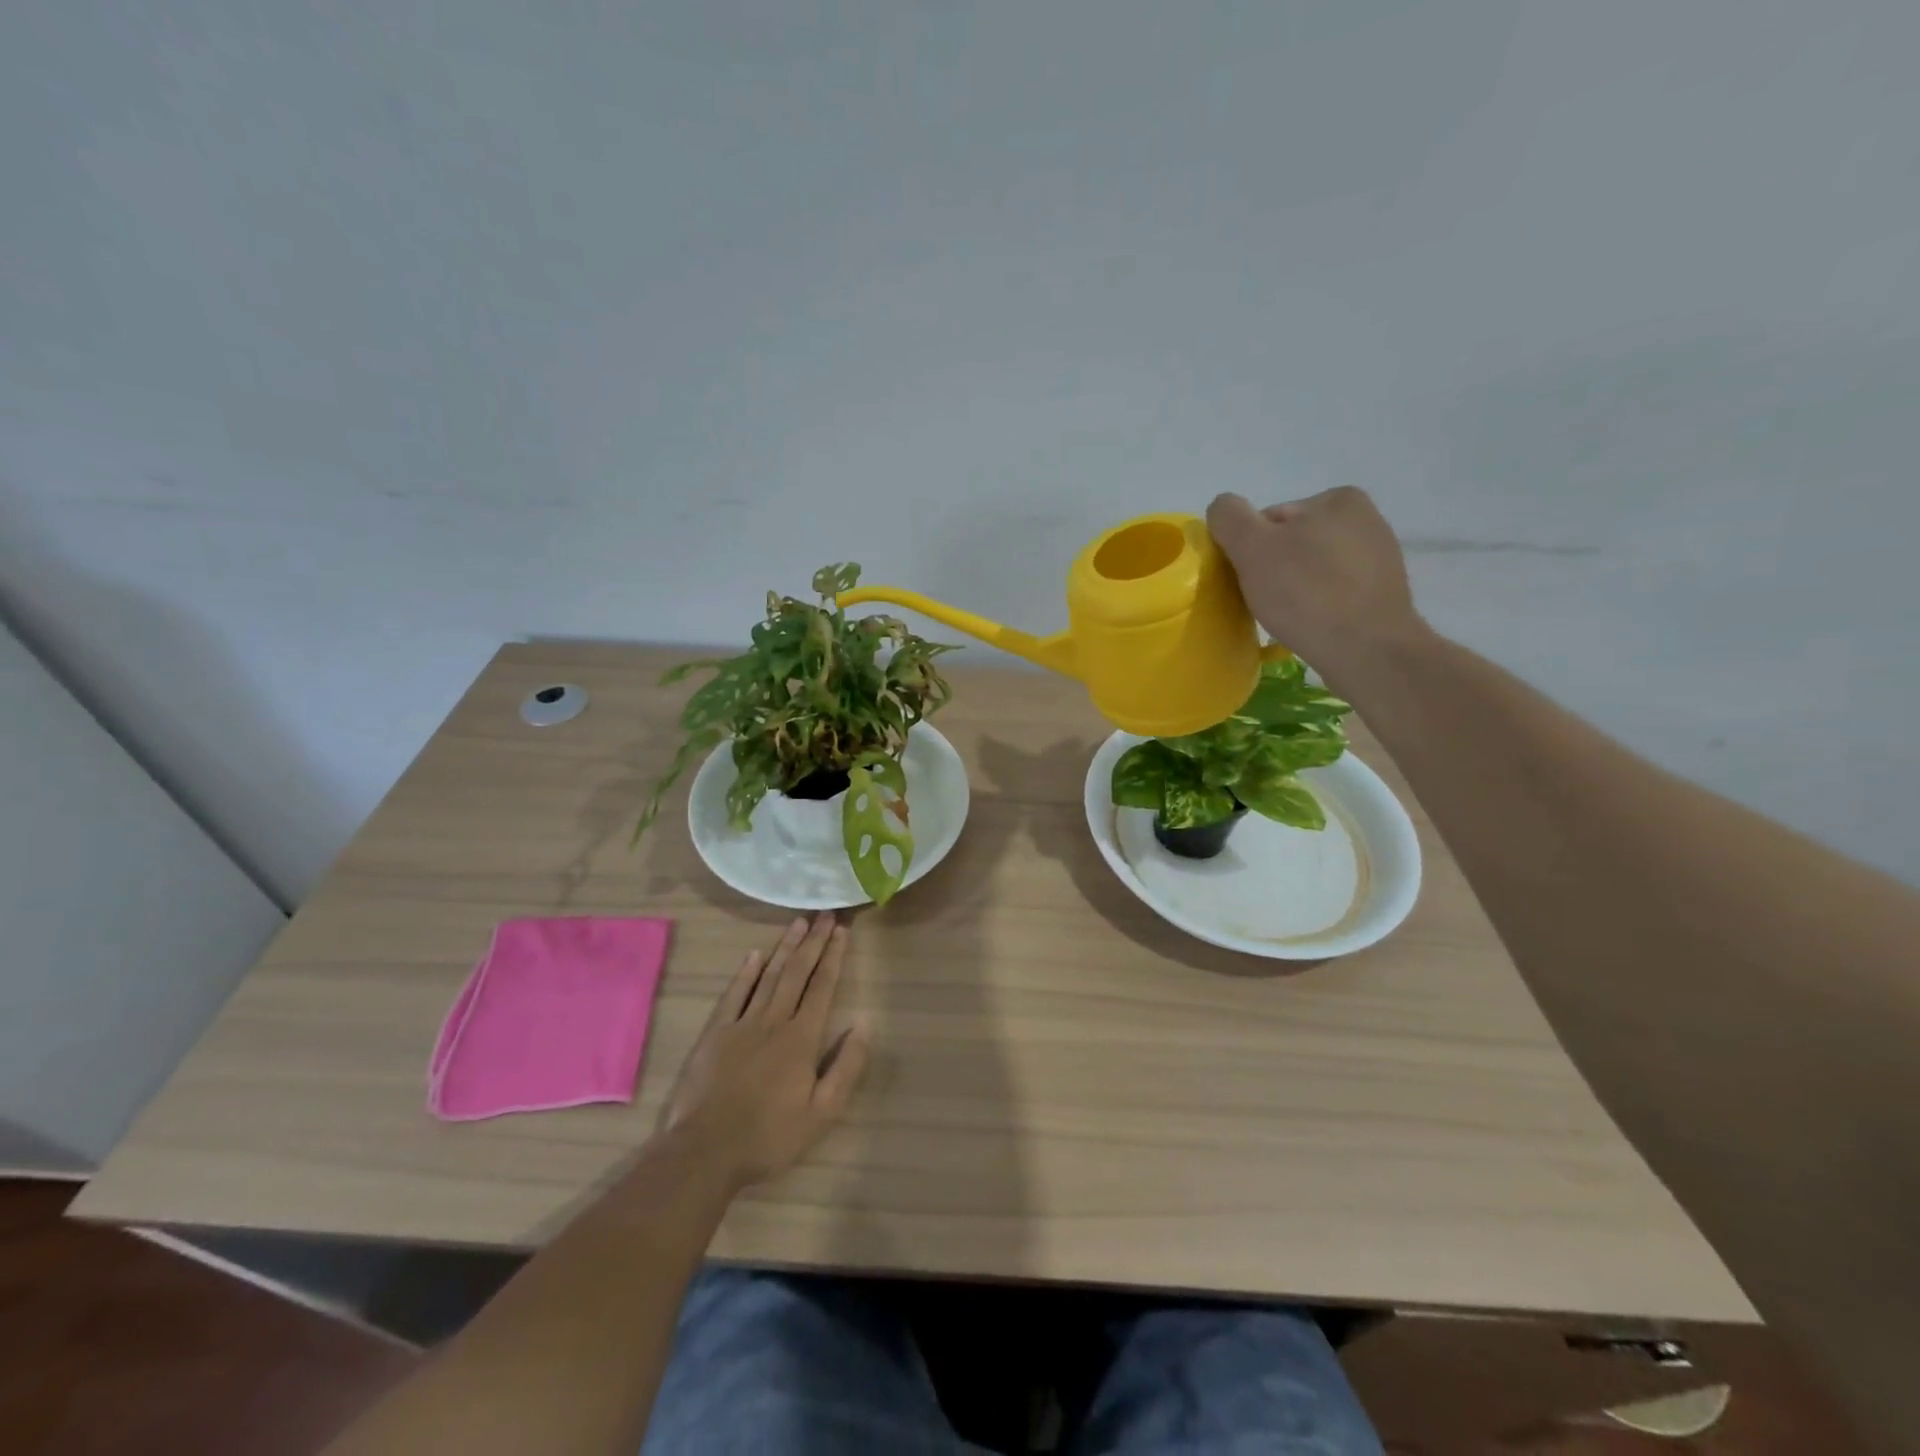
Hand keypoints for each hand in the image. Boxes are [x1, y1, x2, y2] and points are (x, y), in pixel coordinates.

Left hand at [659, 914, 870, 1191]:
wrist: (705, 1151)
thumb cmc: (769, 1136)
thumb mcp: (822, 1113)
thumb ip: (846, 1067)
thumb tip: (864, 1025)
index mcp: (802, 1038)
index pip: (822, 987)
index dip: (834, 957)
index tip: (842, 931)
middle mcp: (774, 1021)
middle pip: (798, 973)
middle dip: (814, 942)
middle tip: (825, 914)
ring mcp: (742, 1024)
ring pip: (769, 975)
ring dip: (785, 947)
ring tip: (799, 923)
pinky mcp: (715, 1033)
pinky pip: (734, 994)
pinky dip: (746, 972)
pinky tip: (755, 954)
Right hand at [1207, 486, 1424, 678]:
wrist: (1367, 650)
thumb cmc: (1307, 593)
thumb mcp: (1252, 547)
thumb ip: (1229, 517)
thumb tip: (1223, 508)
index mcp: (1338, 499)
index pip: (1269, 520)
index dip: (1249, 550)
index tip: (1248, 579)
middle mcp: (1365, 519)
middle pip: (1291, 543)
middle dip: (1273, 569)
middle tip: (1265, 601)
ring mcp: (1378, 557)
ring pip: (1311, 569)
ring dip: (1294, 588)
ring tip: (1288, 616)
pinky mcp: (1381, 593)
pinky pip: (1333, 592)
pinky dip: (1316, 605)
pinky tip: (1311, 624)